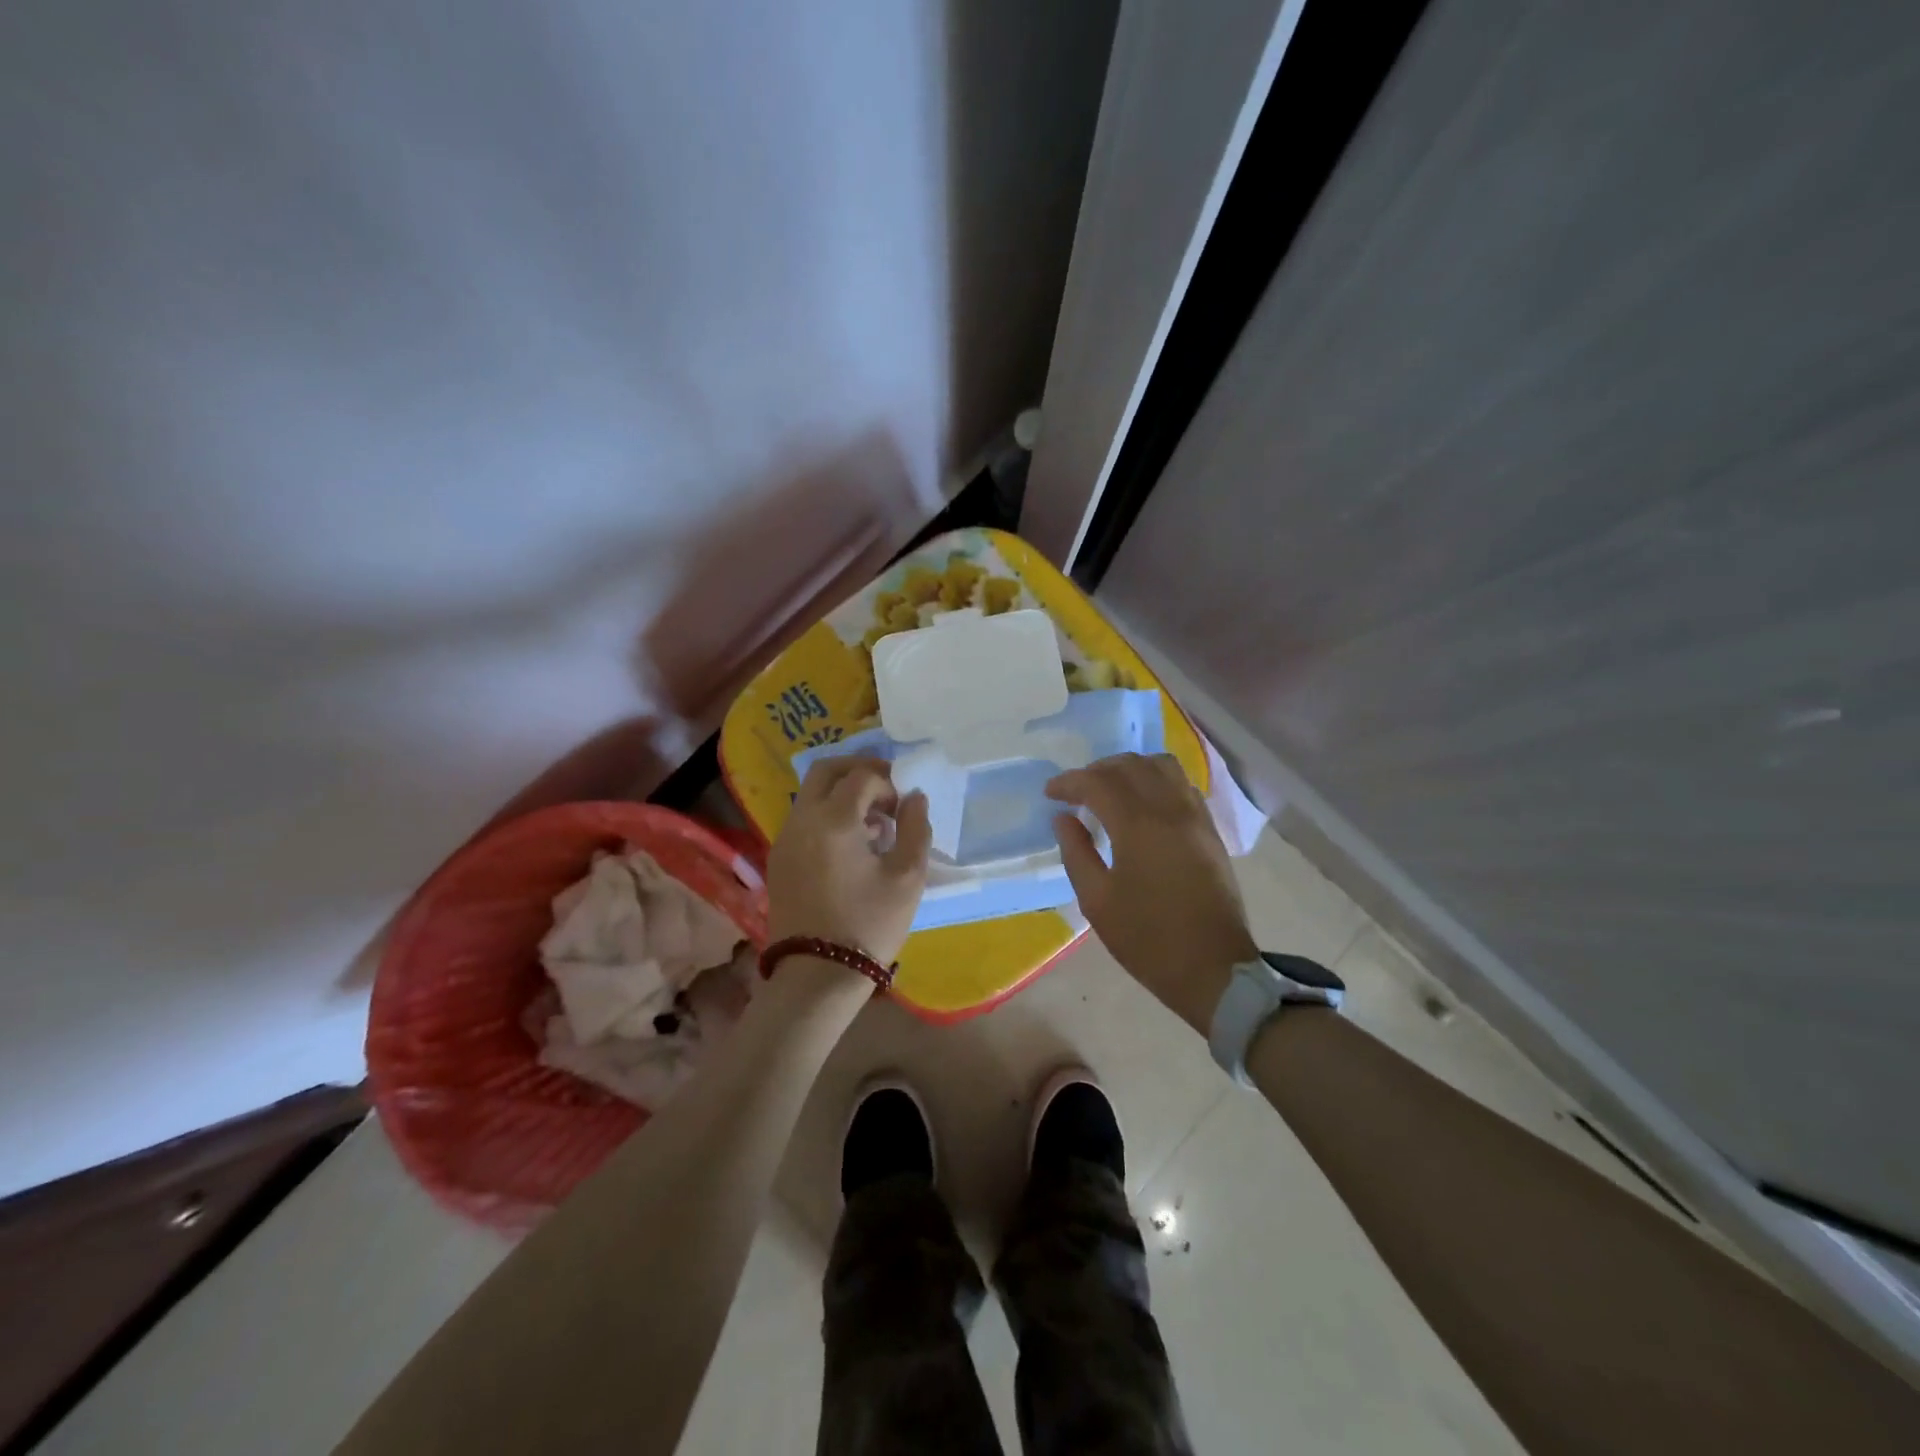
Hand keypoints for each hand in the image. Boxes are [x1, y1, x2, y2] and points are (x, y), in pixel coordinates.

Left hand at [768, 757, 930, 967]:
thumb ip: (916, 828)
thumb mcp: (907, 878)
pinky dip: (827, 814)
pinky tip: (850, 844)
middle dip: (858, 770)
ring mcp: (785, 839)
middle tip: (885, 789)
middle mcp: (802, 820)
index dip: (888, 784)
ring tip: (872, 822)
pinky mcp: (778, 859)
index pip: (862, 778)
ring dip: (842, 793)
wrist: (817, 975)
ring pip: (810, 793)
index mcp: (834, 820)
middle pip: (825, 770)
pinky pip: (803, 818)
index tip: (904, 809)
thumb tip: (914, 798)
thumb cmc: (869, 924)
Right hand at [1048, 753, 1257, 1033]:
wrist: (1213, 969)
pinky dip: (1156, 781)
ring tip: (1111, 791)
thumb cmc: (1148, 940)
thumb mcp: (1097, 902)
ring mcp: (1196, 817)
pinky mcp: (1210, 830)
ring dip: (1130, 769)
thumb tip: (1064, 819)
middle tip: (1076, 791)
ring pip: (1162, 766)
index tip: (1050, 793)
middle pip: (1131, 765)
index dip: (1069, 782)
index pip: (1098, 783)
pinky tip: (1144, 804)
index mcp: (1138, 826)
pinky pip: (1182, 785)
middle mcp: (1170, 810)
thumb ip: (1076, 852)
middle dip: (1097, 770)